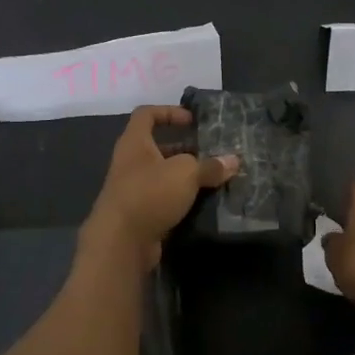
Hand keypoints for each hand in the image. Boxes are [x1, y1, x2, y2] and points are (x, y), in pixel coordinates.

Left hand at [84, 106, 238, 266]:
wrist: (121, 242)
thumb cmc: (150, 193)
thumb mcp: (185, 173)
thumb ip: (209, 166)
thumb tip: (233, 161)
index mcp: (135, 142)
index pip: (146, 114)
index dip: (169, 112)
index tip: (192, 121)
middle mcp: (130, 162)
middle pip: (158, 147)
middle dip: (184, 149)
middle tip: (211, 154)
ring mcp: (133, 190)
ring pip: (163, 176)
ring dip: (185, 177)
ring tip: (213, 179)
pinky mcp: (139, 214)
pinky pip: (163, 200)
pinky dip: (181, 200)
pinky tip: (203, 204)